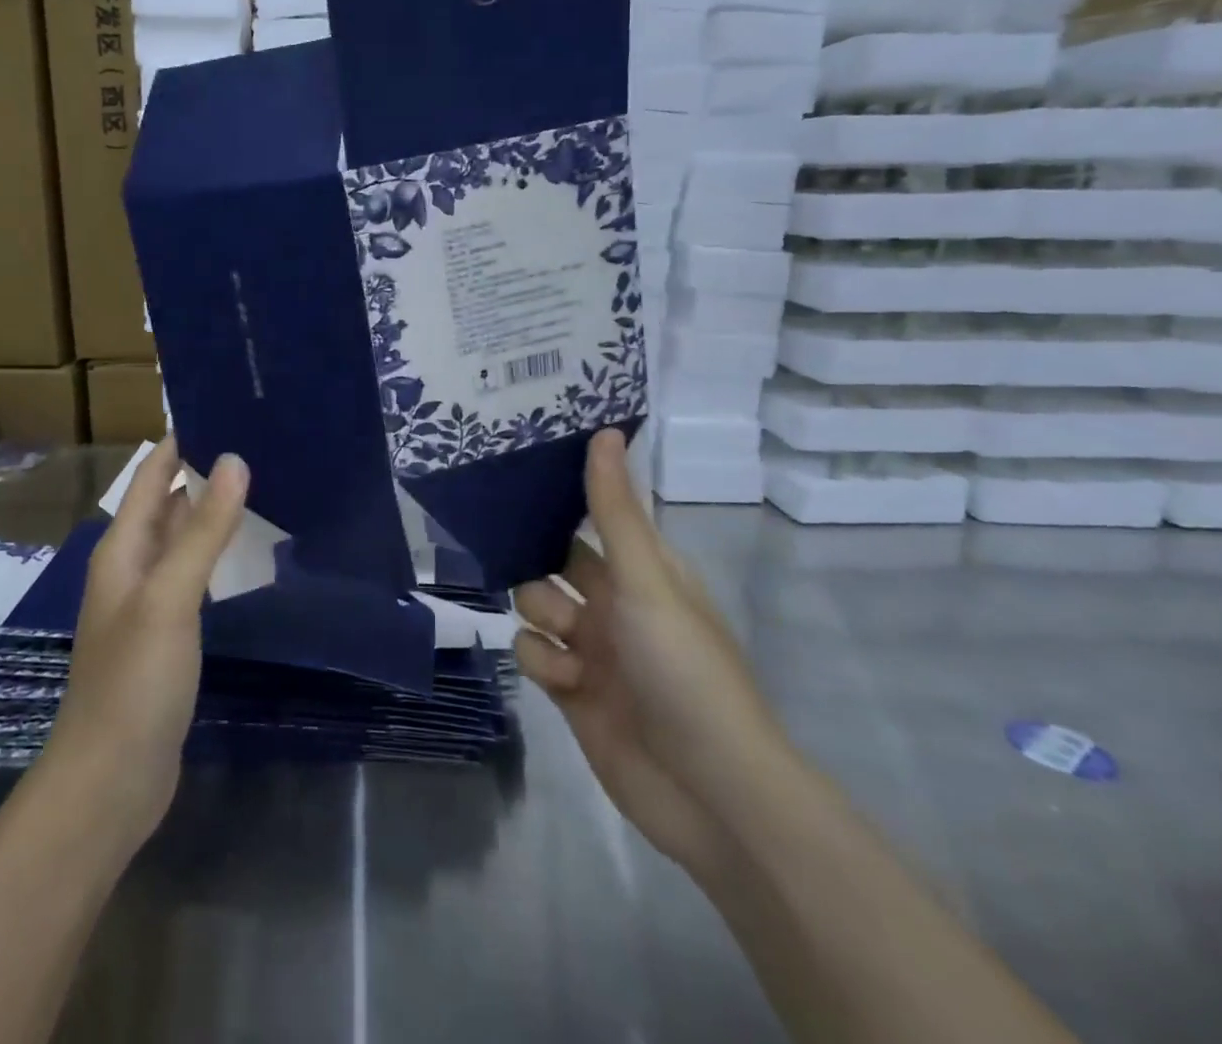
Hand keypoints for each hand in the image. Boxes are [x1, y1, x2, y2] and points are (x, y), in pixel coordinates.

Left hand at [41, 437, 246, 850]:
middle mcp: (132, 566)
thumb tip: (235, 459)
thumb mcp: (171, 598)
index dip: (182, 441)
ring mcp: (149, 601)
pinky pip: (194, 574)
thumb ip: (203, 529)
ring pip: (184, 538)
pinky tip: (247, 550)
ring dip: (213, 511)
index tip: (227, 408)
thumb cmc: (134, 681)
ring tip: (264, 482)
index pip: (153, 475)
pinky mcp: (168, 632)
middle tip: (259, 441)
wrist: (110, 780)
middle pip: (169, 502)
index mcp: (123, 548)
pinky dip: (217, 552)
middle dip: (205, 470)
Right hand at [512, 429, 788, 877]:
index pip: (592, 516)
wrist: (709, 791)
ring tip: (568, 642)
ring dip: (541, 617)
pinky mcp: (572, 692)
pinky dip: (543, 663)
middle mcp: (615, 603)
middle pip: (552, 562)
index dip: (558, 500)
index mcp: (642, 570)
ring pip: (536, 606)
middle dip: (534, 562)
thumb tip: (604, 430)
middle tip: (512, 554)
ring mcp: (594, 649)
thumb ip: (614, 510)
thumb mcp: (646, 579)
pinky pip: (534, 655)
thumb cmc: (684, 668)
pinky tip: (568, 681)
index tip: (514, 477)